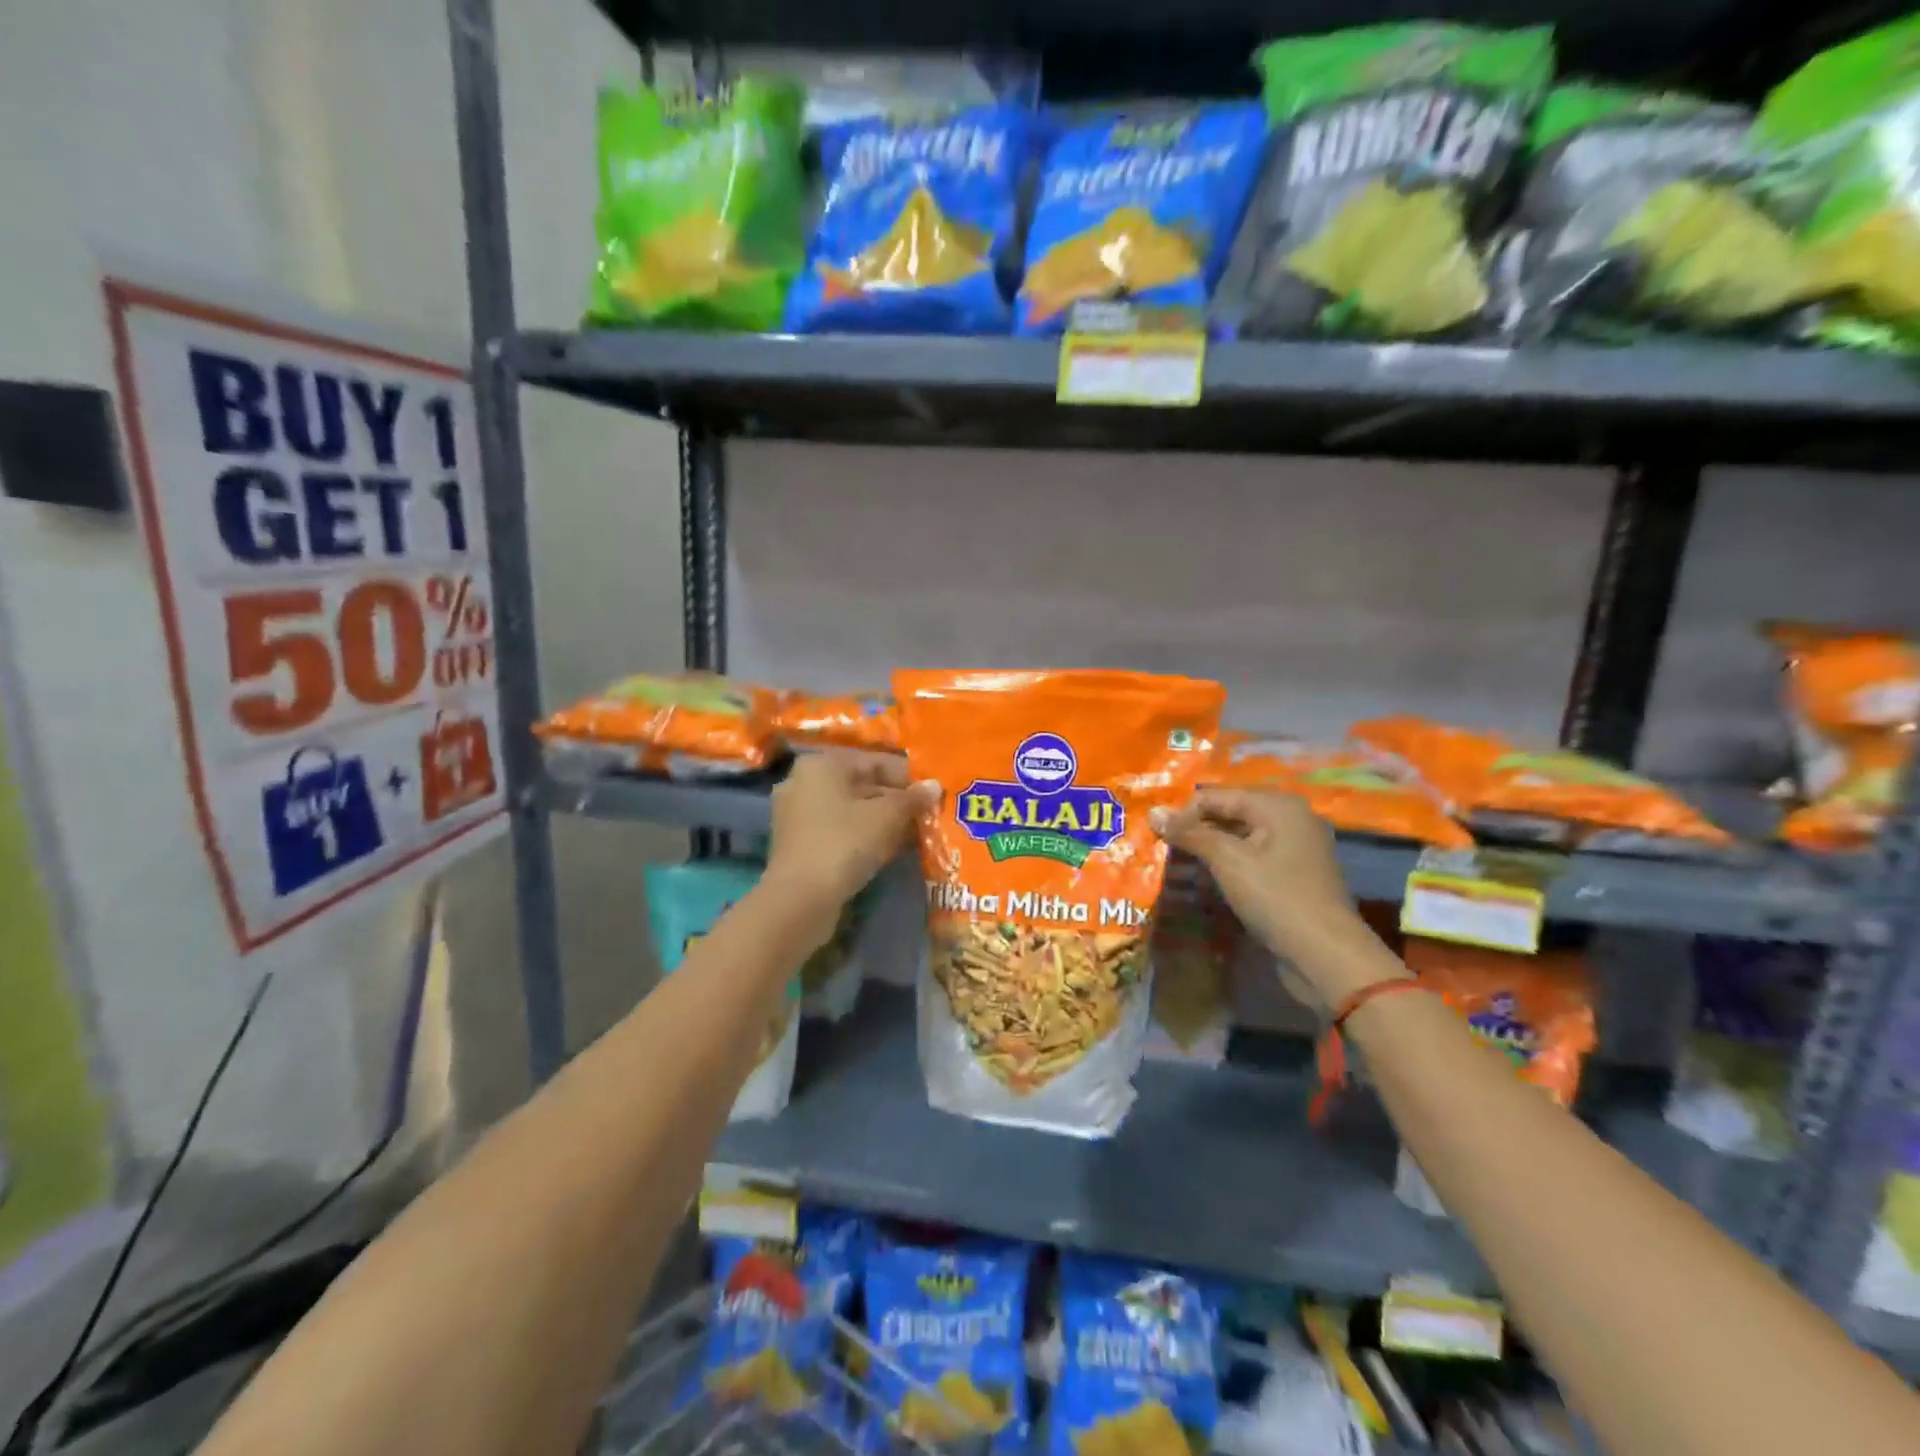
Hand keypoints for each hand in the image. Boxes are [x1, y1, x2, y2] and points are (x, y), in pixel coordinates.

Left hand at [764, 753, 935, 908]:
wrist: (800, 899)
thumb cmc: (844, 843)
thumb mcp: (886, 817)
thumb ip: (912, 798)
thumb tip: (935, 785)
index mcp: (821, 764)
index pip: (874, 762)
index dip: (907, 777)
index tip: (932, 793)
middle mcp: (803, 782)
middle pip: (860, 785)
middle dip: (895, 800)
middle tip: (926, 815)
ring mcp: (796, 814)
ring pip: (850, 810)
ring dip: (881, 820)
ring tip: (913, 833)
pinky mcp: (798, 844)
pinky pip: (838, 830)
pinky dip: (862, 835)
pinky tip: (888, 849)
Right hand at [1152, 788, 1399, 1007]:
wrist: (1325, 955)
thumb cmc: (1275, 897)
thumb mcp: (1227, 860)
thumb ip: (1190, 834)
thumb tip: (1154, 812)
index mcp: (1278, 805)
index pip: (1217, 795)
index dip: (1184, 813)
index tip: (1158, 837)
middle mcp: (1291, 818)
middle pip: (1230, 813)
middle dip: (1197, 830)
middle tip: (1165, 850)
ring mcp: (1296, 848)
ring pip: (1241, 837)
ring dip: (1210, 849)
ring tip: (1181, 866)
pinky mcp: (1295, 875)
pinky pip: (1254, 858)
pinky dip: (1230, 865)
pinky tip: (1209, 881)